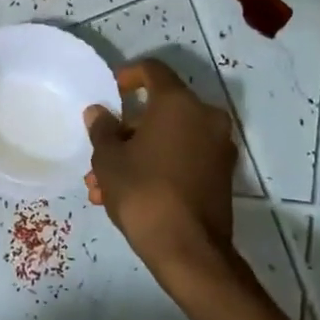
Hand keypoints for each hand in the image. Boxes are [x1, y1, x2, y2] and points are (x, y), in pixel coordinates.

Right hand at [84, 60, 236, 269]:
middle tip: (100, 154)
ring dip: (136, 155)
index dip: (129, 76)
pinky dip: (158, 167)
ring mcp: (217, 147)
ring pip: (168, 140)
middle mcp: (205, 117)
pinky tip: (127, 196)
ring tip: (102, 187)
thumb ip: (102, 129)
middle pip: (160, 111)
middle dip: (125, 132)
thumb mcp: (109, 159)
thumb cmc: (143, 193)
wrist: (188, 249)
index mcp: (178, 103)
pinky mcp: (220, 175)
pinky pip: (183, 158)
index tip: (111, 91)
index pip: (153, 71)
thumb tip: (99, 112)